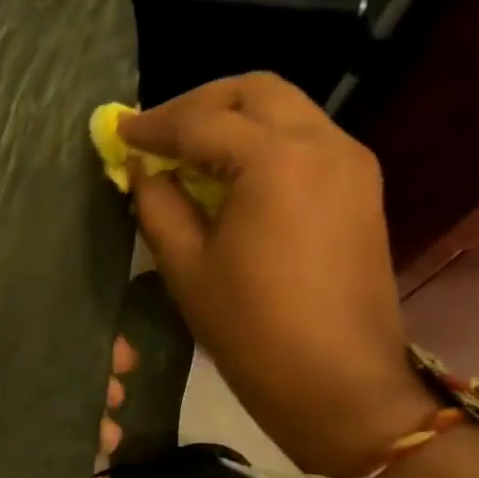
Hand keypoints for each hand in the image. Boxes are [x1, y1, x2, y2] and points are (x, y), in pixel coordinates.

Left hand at [0, 230, 137, 477]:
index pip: (12, 321)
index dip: (55, 312)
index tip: (99, 312)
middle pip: (41, 367)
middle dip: (85, 364)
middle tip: (122, 370)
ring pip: (53, 412)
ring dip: (90, 407)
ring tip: (117, 414)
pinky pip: (51, 459)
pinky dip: (80, 451)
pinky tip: (106, 451)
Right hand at [122, 74, 430, 477]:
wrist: (341, 387)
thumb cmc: (253, 331)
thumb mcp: (187, 267)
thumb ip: (158, 204)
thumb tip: (142, 169)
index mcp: (276, 161)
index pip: (203, 121)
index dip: (153, 126)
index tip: (117, 132)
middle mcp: (323, 144)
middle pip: (255, 91)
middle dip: (199, 104)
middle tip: (158, 134)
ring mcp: (351, 164)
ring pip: (285, 109)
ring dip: (233, 119)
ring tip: (189, 153)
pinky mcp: (361, 189)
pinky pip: (305, 139)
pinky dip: (263, 141)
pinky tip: (231, 175)